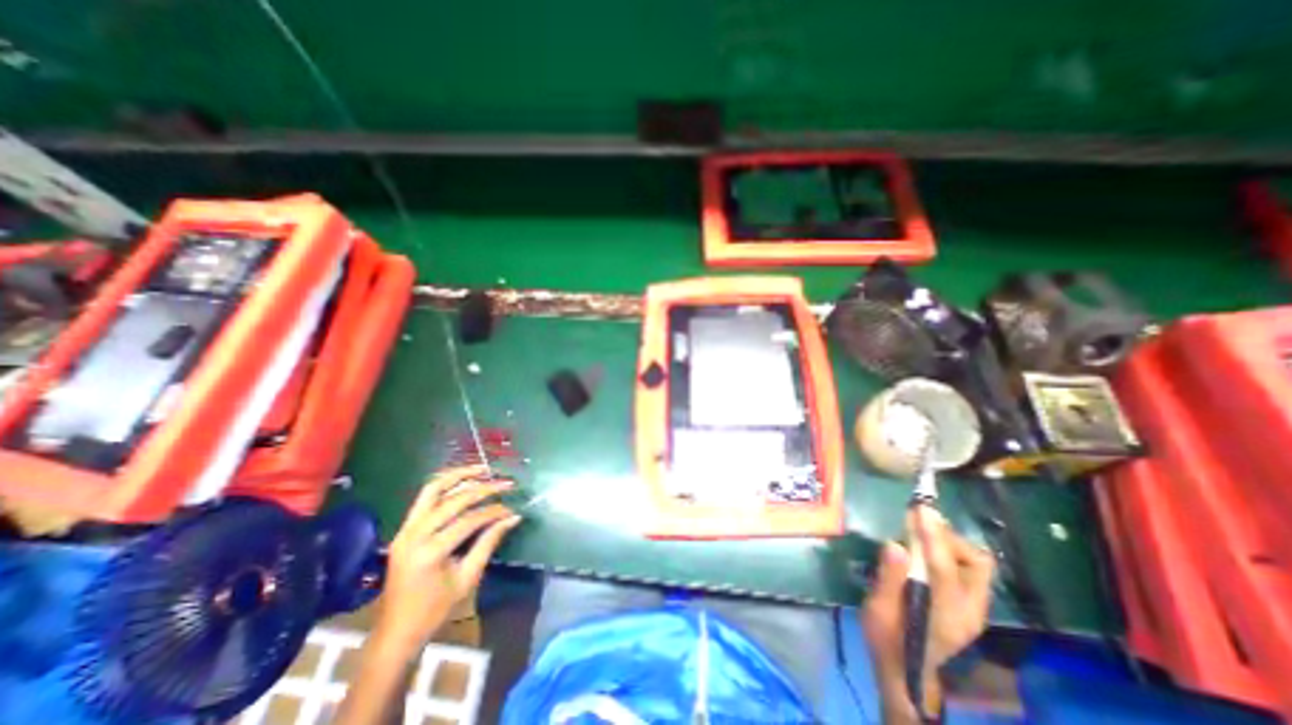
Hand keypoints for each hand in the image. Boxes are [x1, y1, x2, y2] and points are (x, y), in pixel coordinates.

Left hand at [367, 467, 517, 659]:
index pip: (469, 520)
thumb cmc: (435, 610)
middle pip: (453, 500)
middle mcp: (414, 535)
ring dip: (459, 476)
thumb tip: (513, 517)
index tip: (512, 509)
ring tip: (482, 468)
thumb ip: (489, 542)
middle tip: (506, 483)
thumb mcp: (468, 578)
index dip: (494, 512)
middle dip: (483, 488)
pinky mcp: (403, 529)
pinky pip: (424, 498)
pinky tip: (463, 481)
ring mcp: (405, 530)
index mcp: (429, 552)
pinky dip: (445, 485)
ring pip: (432, 489)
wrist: (395, 632)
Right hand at [861, 507, 991, 721]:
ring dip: (950, 541)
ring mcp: (973, 609)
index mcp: (946, 614)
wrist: (906, 673)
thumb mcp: (878, 611)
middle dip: (948, 536)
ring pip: (976, 564)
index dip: (932, 535)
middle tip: (918, 520)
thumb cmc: (887, 641)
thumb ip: (888, 579)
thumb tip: (895, 545)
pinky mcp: (968, 606)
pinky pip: (968, 569)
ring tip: (921, 529)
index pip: (944, 566)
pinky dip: (950, 550)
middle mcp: (969, 611)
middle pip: (976, 563)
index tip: (919, 509)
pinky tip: (927, 546)